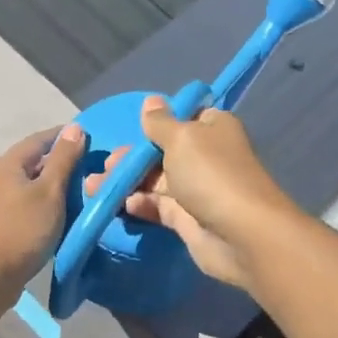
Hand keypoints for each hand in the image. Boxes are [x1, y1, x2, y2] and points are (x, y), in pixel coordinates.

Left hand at [0, 125, 87, 296]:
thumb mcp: (50, 192)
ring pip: (28, 182)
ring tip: (78, 189)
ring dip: (50, 183)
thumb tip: (75, 128)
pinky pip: (22, 201)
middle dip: (60, 161)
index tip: (91, 140)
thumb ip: (63, 159)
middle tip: (89, 167)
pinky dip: (41, 200)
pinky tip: (56, 211)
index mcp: (8, 162)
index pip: (41, 138)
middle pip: (33, 160)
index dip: (66, 137)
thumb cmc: (23, 230)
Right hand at [83, 97, 298, 293]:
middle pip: (162, 151)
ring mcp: (196, 189)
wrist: (241, 235)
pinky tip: (121, 205)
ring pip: (155, 180)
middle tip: (106, 164)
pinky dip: (139, 204)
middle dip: (132, 157)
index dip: (157, 122)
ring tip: (96, 187)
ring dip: (126, 182)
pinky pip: (157, 207)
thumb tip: (151, 101)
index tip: (130, 127)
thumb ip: (160, 123)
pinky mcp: (187, 219)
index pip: (183, 118)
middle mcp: (205, 156)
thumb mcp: (181, 138)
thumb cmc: (211, 175)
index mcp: (212, 128)